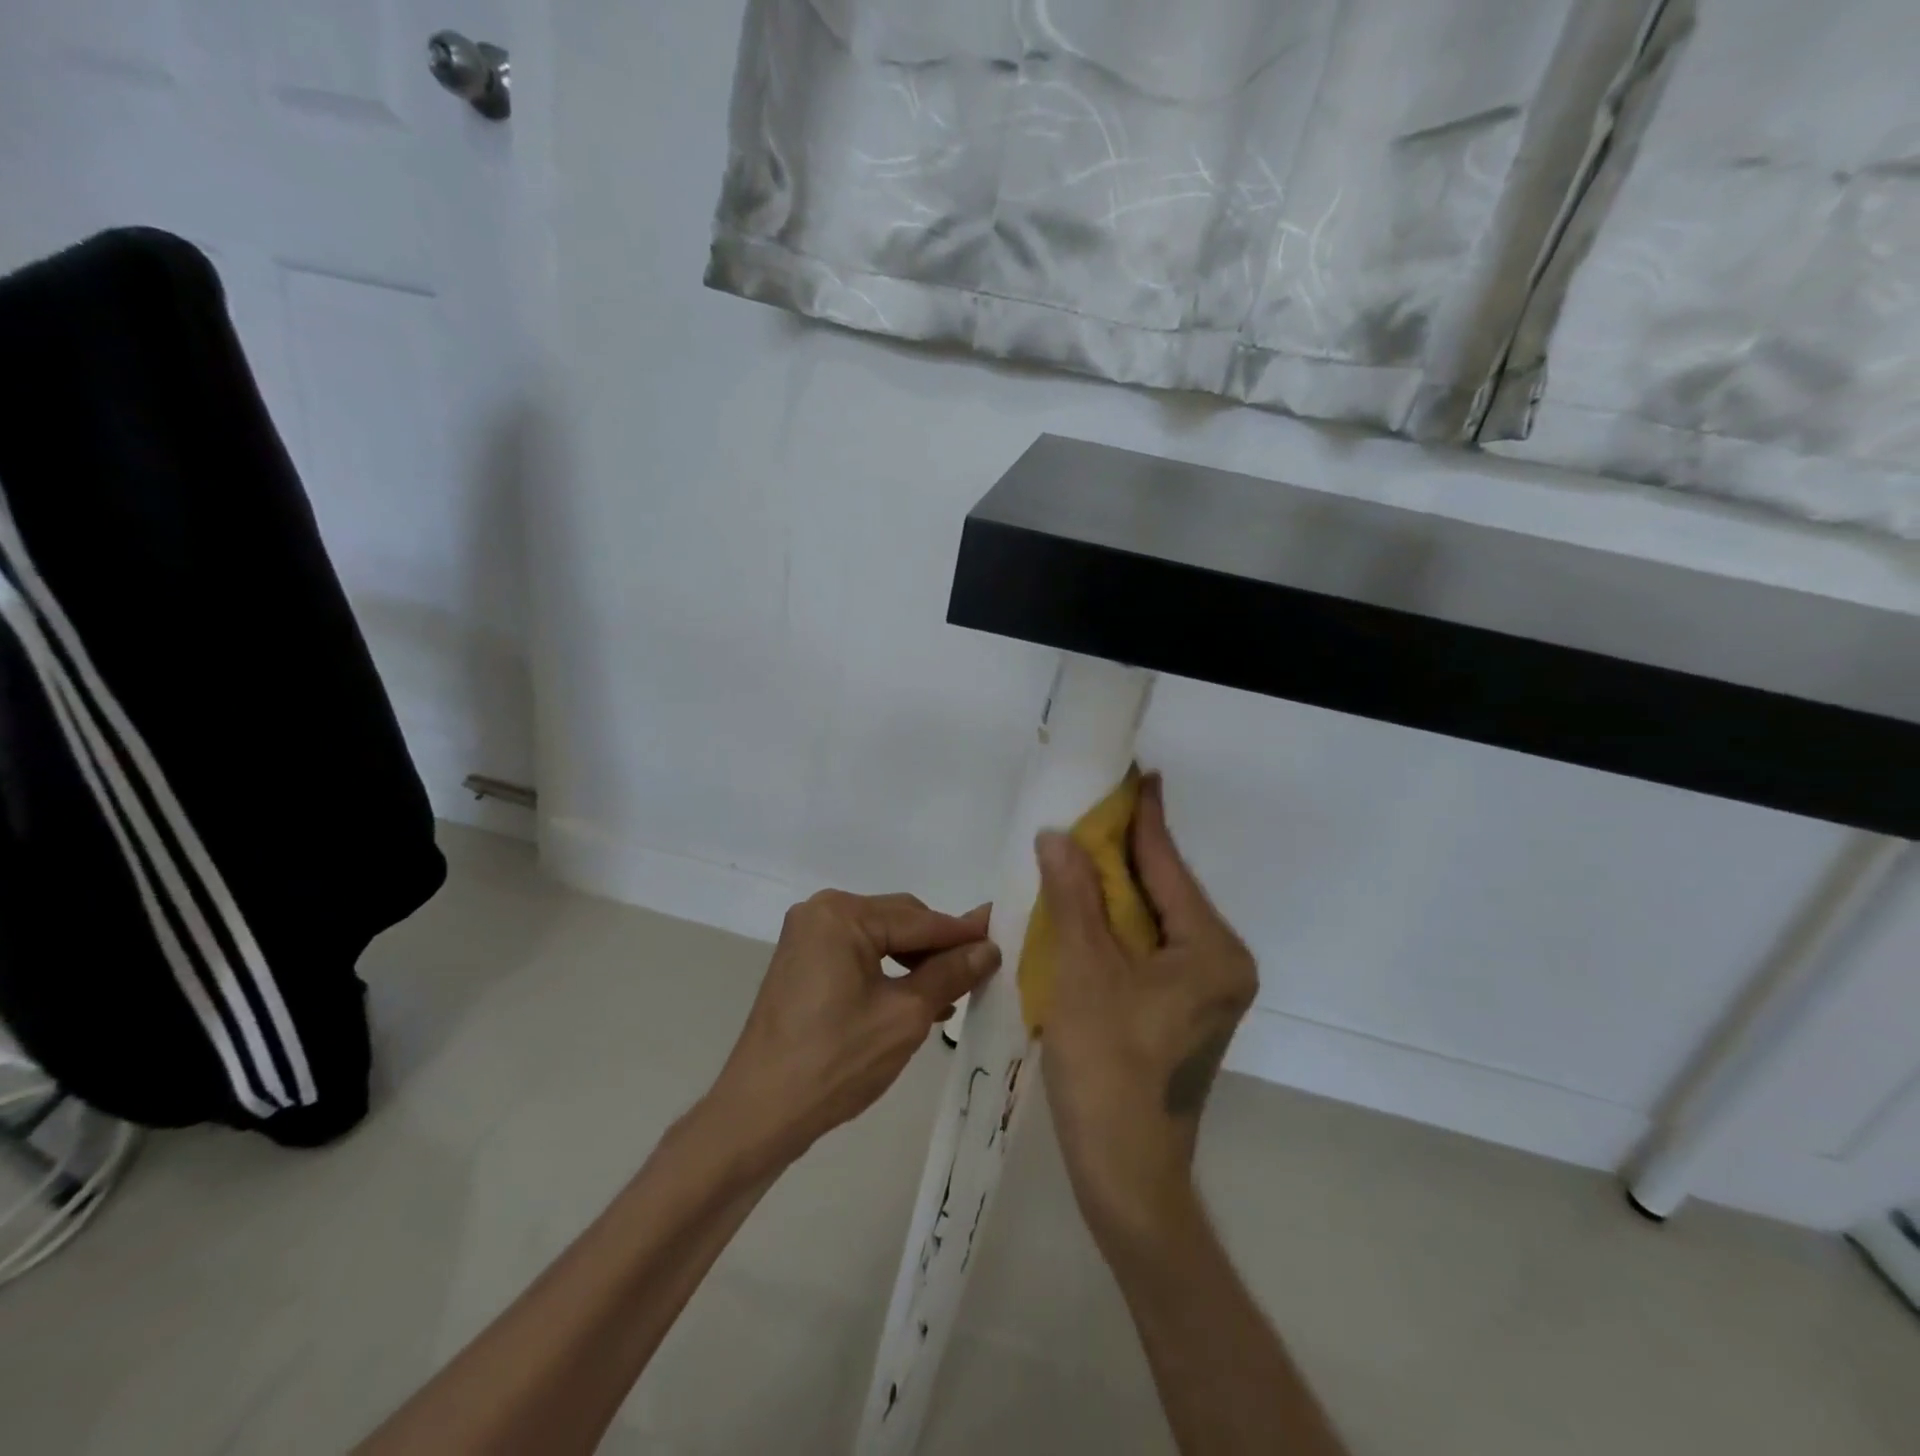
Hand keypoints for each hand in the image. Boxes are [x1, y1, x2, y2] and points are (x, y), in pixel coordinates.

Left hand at [707, 891, 999, 1165]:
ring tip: (955, 991)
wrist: (759, 1113)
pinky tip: (920, 999)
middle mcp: (821, 912)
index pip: (919, 920)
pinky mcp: (804, 964)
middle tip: (982, 970)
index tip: (1005, 936)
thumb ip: (950, 974)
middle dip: (939, 947)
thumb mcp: (904, 1016)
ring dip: (918, 962)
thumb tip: (988, 948)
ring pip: (882, 939)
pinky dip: (890, 972)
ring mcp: (808, 938)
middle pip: (900, 922)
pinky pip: (861, 955)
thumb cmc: (835, 1061)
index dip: (964, 933)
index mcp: (841, 914)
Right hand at [1035, 774, 1256, 1251]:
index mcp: (1212, 949)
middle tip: (1090, 810)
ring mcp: (1204, 989)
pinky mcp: (1182, 1009)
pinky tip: (1085, 907)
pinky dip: (1115, 925)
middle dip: (1124, 852)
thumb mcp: (1083, 971)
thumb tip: (1058, 836)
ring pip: (1153, 920)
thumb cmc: (1108, 1068)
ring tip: (1080, 848)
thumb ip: (1074, 897)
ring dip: (1115, 889)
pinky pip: (1147, 948)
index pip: (1169, 866)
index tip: (1136, 774)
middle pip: (1164, 891)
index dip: (1145, 818)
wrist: (1126, 1174)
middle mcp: (1221, 962)